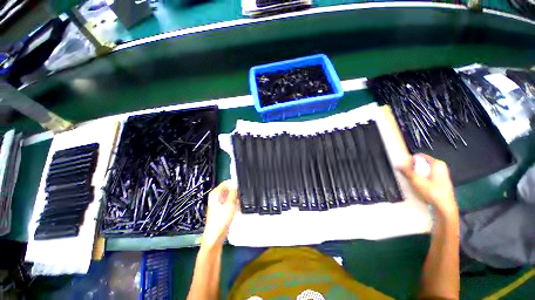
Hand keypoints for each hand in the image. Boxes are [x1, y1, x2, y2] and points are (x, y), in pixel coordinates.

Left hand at [202, 180, 238, 246]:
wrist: (215, 237)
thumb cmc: (220, 221)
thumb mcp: (229, 205)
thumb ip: (233, 193)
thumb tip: (236, 184)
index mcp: (215, 193)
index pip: (226, 182)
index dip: (234, 183)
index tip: (242, 185)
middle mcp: (216, 196)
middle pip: (228, 189)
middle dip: (236, 191)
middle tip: (243, 194)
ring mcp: (218, 203)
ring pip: (230, 195)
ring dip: (235, 197)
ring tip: (241, 201)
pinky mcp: (221, 208)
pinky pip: (229, 201)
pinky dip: (234, 202)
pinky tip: (238, 206)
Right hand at [399, 154, 457, 216]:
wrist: (444, 207)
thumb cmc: (433, 193)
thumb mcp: (416, 181)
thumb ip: (406, 171)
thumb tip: (398, 165)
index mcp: (437, 163)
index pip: (419, 156)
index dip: (410, 160)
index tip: (404, 166)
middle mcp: (441, 166)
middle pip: (422, 163)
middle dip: (413, 168)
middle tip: (408, 175)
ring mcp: (442, 174)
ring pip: (425, 170)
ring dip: (417, 174)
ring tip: (414, 181)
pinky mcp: (441, 181)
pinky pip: (428, 175)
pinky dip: (422, 178)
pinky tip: (420, 186)